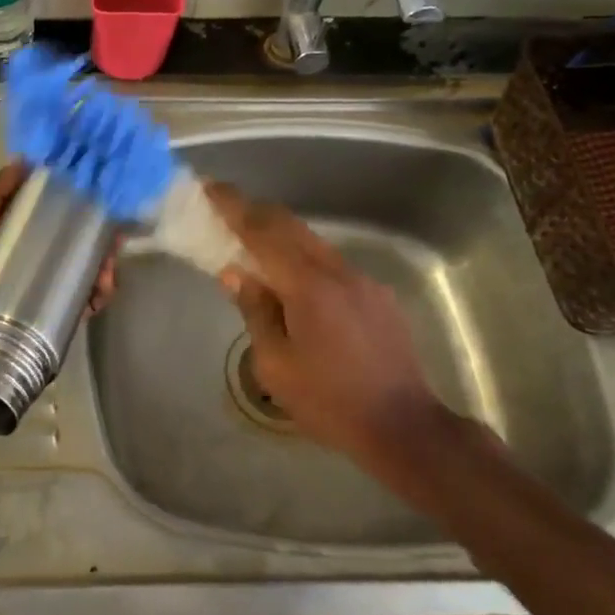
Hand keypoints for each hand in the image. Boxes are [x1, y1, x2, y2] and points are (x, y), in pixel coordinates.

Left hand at [0, 161, 116, 359]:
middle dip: (92, 232)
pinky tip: (102, 291)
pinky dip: (96, 295)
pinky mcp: (46, 324)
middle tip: (113, 230)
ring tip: (108, 265)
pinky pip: (79, 303)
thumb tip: (23, 162)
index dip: (65, 197)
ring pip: (78, 270)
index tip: (93, 186)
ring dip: (99, 263)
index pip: (39, 210)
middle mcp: (20, 262)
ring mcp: (35, 293)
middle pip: (66, 239)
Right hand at [207, 182, 459, 488]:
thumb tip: (236, 274)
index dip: (234, 207)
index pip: (263, 233)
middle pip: (291, 227)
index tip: (211, 188)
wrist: (404, 426)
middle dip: (256, 213)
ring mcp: (363, 282)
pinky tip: (297, 290)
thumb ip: (255, 311)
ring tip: (255, 251)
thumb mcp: (275, 365)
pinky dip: (305, 262)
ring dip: (281, 238)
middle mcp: (338, 272)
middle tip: (225, 211)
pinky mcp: (378, 297)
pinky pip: (332, 266)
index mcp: (308, 287)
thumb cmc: (329, 401)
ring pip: (313, 244)